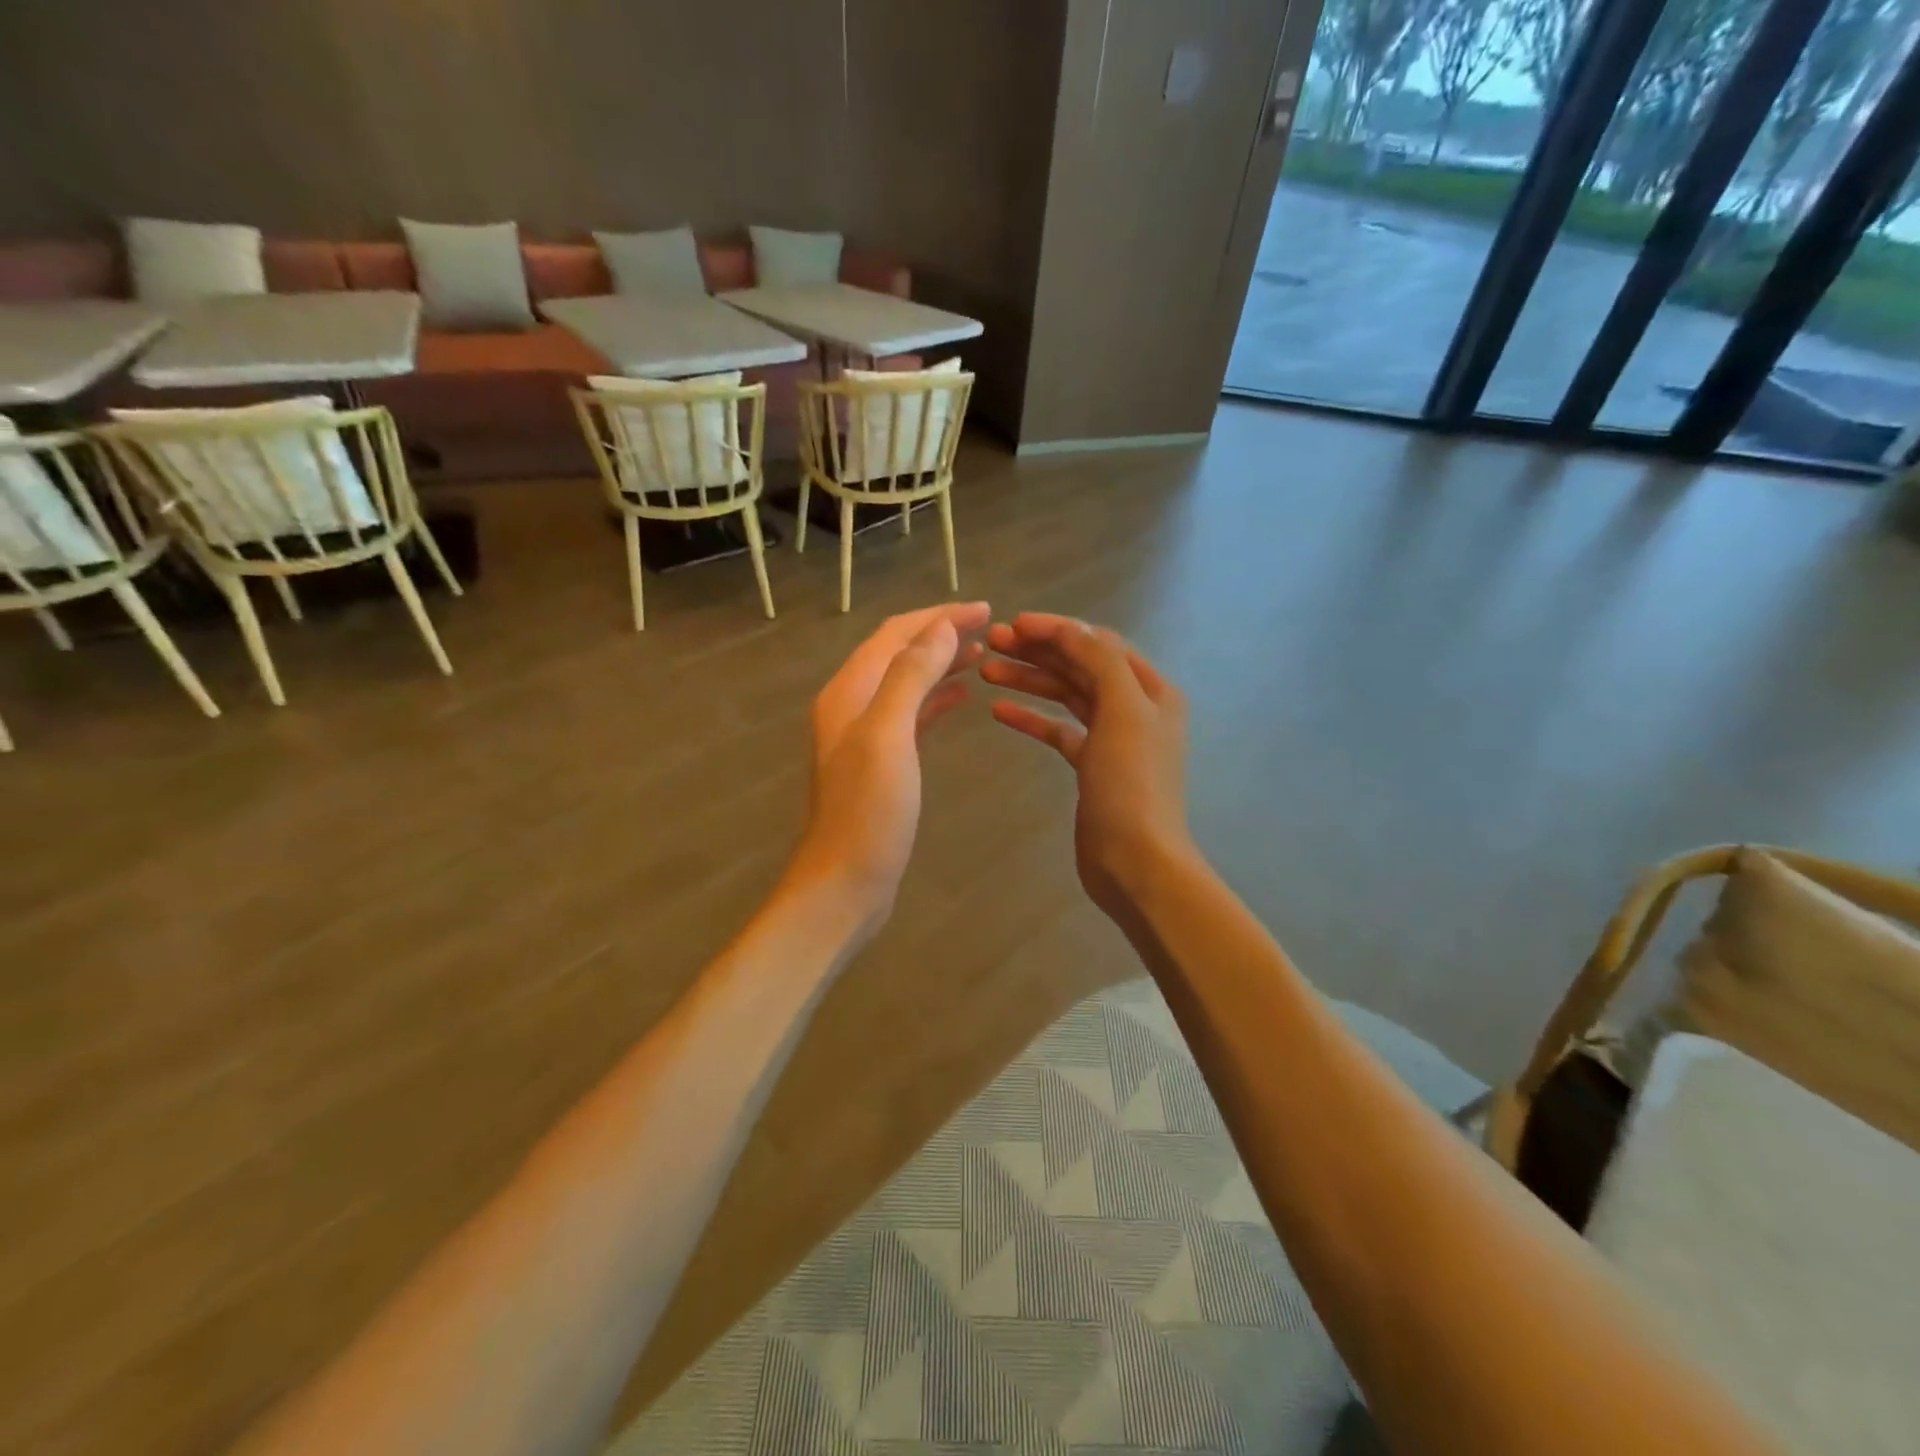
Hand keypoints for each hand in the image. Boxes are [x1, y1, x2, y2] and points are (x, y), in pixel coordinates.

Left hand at [785, 602, 989, 932]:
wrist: (845, 882)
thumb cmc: (868, 811)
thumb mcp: (888, 735)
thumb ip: (910, 676)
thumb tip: (939, 627)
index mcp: (849, 692)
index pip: (894, 635)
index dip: (937, 616)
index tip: (983, 608)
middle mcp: (852, 706)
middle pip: (898, 654)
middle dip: (940, 634)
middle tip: (989, 627)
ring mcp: (864, 736)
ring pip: (906, 683)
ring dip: (940, 664)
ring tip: (981, 654)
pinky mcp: (880, 763)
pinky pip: (910, 715)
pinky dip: (935, 699)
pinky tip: (961, 698)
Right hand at [981, 613, 1189, 918]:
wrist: (1136, 862)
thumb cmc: (1132, 785)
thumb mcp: (1124, 712)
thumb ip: (1100, 662)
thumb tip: (1071, 629)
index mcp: (1150, 690)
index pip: (1099, 644)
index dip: (1057, 629)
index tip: (1013, 623)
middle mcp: (1135, 708)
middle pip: (1080, 667)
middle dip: (1037, 652)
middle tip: (991, 643)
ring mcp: (1112, 739)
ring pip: (1066, 697)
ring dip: (1029, 681)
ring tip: (987, 670)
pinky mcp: (1091, 767)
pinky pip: (1058, 731)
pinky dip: (1032, 719)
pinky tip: (999, 711)